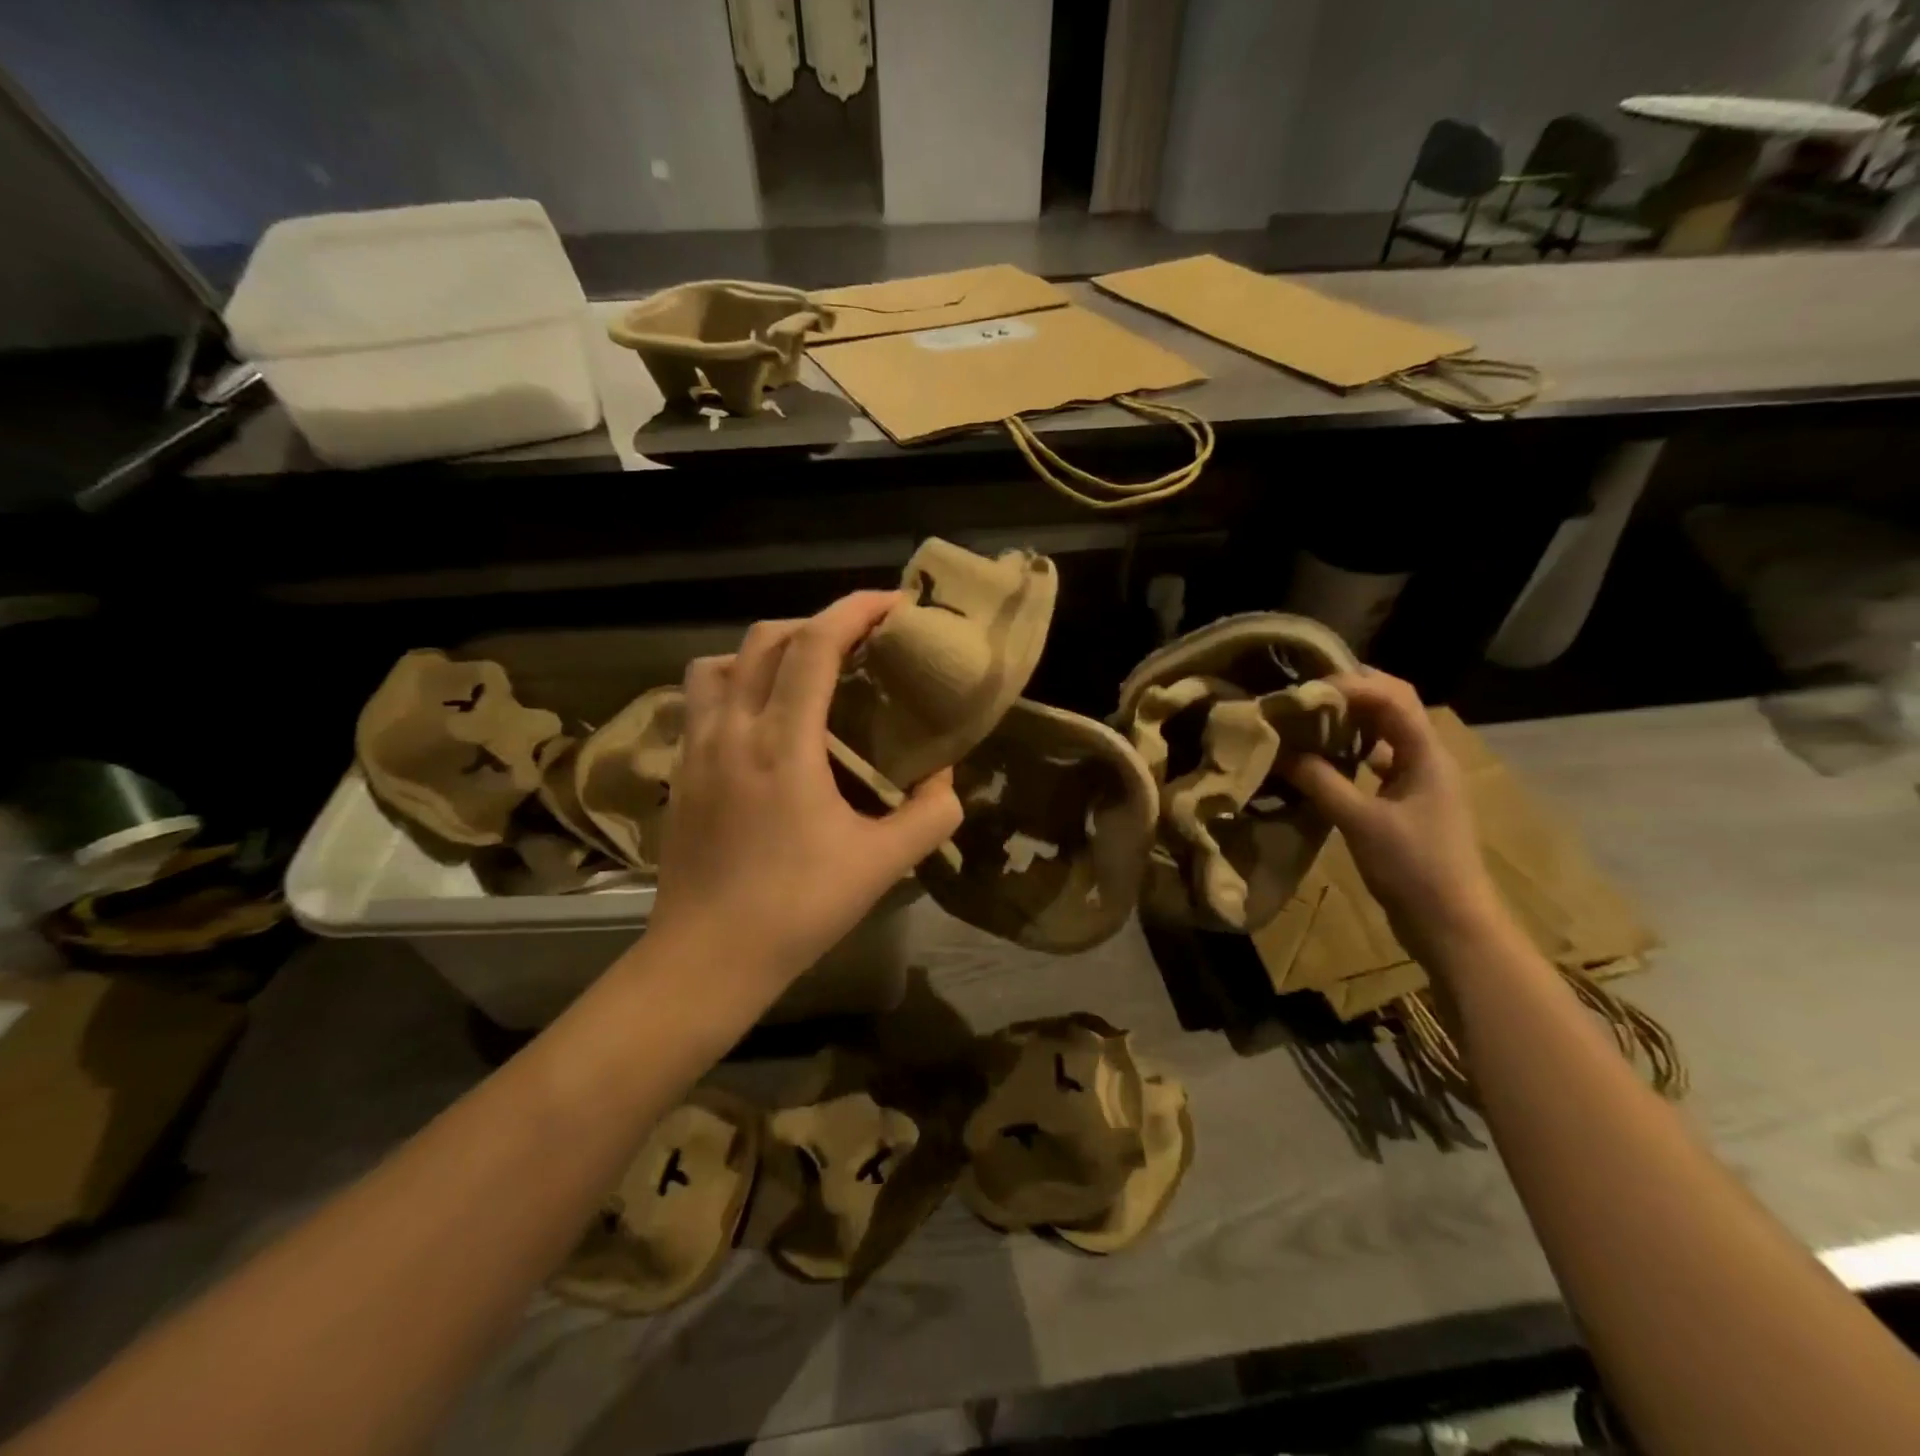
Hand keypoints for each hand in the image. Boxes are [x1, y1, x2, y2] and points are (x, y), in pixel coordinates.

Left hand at [646, 591, 962, 1005]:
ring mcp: (696, 748)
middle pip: (765, 640)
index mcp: (781, 743)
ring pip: (720, 663)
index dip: (855, 611)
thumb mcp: (881, 865)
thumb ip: (929, 816)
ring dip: (766, 650)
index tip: (893, 603)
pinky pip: (701, 699)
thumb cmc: (796, 909)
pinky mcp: (681, 771)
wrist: (706, 959)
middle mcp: (732, 730)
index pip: (814, 646)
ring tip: (803, 673)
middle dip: (818, 623)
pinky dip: (735, 683)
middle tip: (859, 644)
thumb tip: (946, 779)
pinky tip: (762, 719)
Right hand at [1277, 669, 1508, 963]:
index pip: (1392, 697)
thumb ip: (1320, 781)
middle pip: (1392, 706)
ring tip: (1307, 720)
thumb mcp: (1360, 822)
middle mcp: (1427, 757)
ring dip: (1349, 721)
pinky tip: (1322, 759)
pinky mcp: (1408, 801)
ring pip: (1384, 733)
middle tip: (1303, 695)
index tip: (1305, 691)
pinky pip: (1378, 761)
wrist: (1450, 922)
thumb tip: (1280, 750)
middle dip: (1349, 694)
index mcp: (1426, 754)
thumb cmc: (1413, 867)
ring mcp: (1419, 779)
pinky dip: (1350, 752)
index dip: (1350, 684)